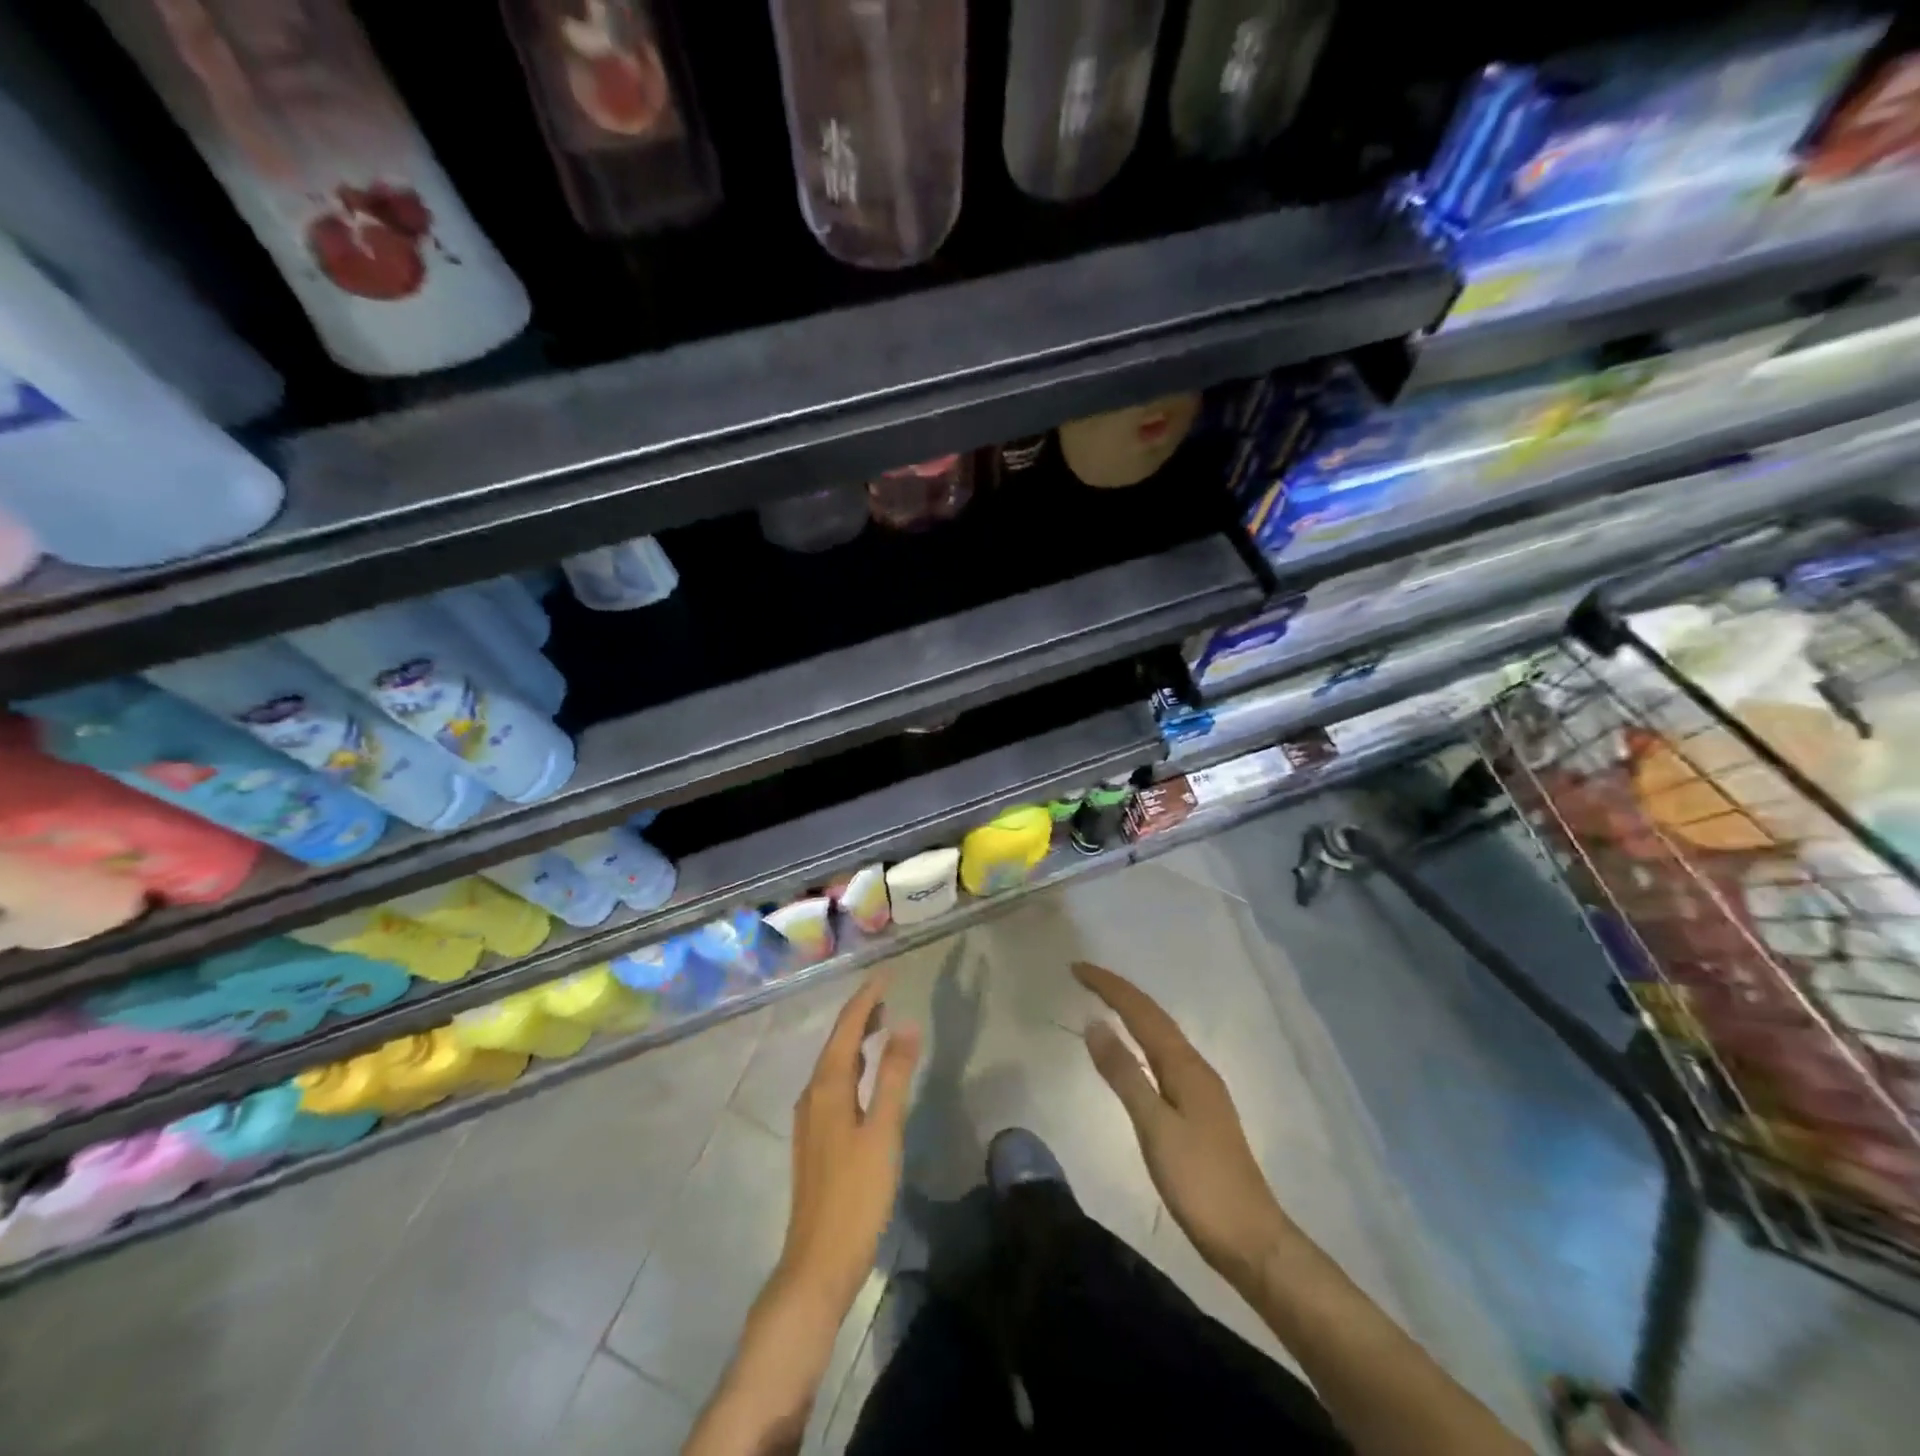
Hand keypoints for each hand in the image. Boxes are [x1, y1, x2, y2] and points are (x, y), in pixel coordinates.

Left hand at [777, 969, 922, 1316]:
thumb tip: (907, 1024)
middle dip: (861, 1014)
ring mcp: (811, 1119)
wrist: (817, 1263)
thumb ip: (895, 1076)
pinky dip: (853, 1065)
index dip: (866, 998)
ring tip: (881, 1023)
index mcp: (827, 1087)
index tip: (886, 973)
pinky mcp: (816, 1139)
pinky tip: (866, 1075)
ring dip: (856, 1039)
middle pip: (837, 1042)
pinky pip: (834, 1083)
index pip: (847, 1027)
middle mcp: (813, 1095)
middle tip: (887, 992)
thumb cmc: (855, 1195)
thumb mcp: (883, 1132)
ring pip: (834, 1063)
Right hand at [1074, 961, 1287, 1284]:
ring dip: (1133, 1012)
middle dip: (1119, 992)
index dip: (1109, 987)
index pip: (1142, 1012)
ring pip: (1162, 1035)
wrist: (1251, 1240)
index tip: (1076, 968)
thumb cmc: (1199, 1182)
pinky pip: (1165, 1056)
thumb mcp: (1154, 1127)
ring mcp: (1202, 1089)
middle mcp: (1196, 1067)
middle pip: (1154, 1017)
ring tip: (1104, 1001)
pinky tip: (1135, 1052)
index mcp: (1185, 1066)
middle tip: (1083, 976)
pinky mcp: (1200, 1110)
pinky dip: (1143, 1039)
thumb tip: (1096, 1023)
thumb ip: (1124, 1074)